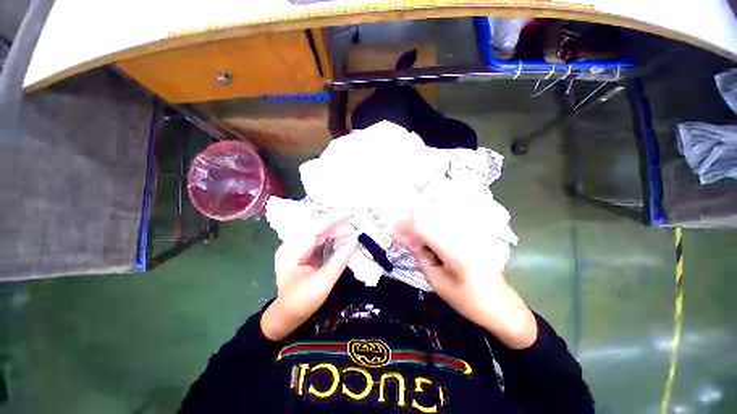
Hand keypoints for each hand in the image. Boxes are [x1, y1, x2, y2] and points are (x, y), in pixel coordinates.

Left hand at [261, 221, 358, 340]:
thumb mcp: (323, 284)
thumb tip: (354, 242)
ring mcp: (296, 247)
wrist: (288, 314)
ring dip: (335, 233)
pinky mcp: (302, 251)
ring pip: (318, 233)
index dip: (331, 225)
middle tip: (354, 232)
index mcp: (290, 253)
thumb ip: (339, 262)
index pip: (312, 232)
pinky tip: (342, 240)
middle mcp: (291, 246)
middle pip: (316, 230)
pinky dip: (331, 239)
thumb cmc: (302, 302)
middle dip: (335, 229)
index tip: (349, 221)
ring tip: (351, 234)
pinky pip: (319, 240)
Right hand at [392, 212, 536, 348]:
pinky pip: (443, 224)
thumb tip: (401, 237)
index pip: (423, 225)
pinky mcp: (470, 233)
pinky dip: (429, 229)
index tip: (391, 231)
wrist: (502, 306)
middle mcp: (462, 234)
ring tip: (410, 240)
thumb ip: (419, 255)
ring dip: (418, 226)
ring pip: (434, 218)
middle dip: (408, 224)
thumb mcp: (437, 282)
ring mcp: (468, 232)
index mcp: (454, 250)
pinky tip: (425, 240)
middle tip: (399, 237)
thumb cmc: (468, 301)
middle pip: (428, 217)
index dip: (403, 224)